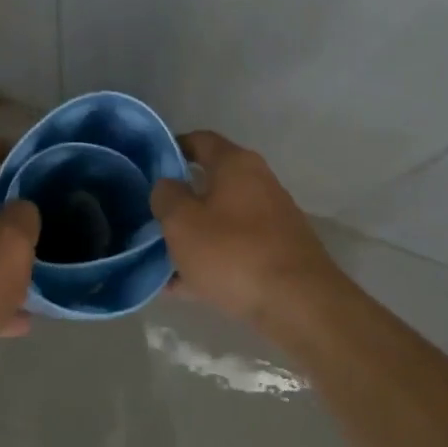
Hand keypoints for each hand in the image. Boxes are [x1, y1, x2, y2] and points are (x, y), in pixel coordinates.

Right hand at [149, 130, 342, 329]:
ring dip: (193, 236)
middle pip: (210, 183)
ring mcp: (272, 220)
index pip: (199, 141)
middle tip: (151, 217)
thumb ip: (166, 196)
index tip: (148, 167)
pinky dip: (211, 262)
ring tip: (160, 259)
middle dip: (180, 201)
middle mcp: (258, 183)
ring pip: (220, 221)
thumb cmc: (233, 252)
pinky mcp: (278, 254)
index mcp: (236, 164)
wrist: (299, 305)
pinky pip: (234, 250)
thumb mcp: (182, 222)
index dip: (172, 149)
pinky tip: (183, 287)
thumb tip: (167, 186)